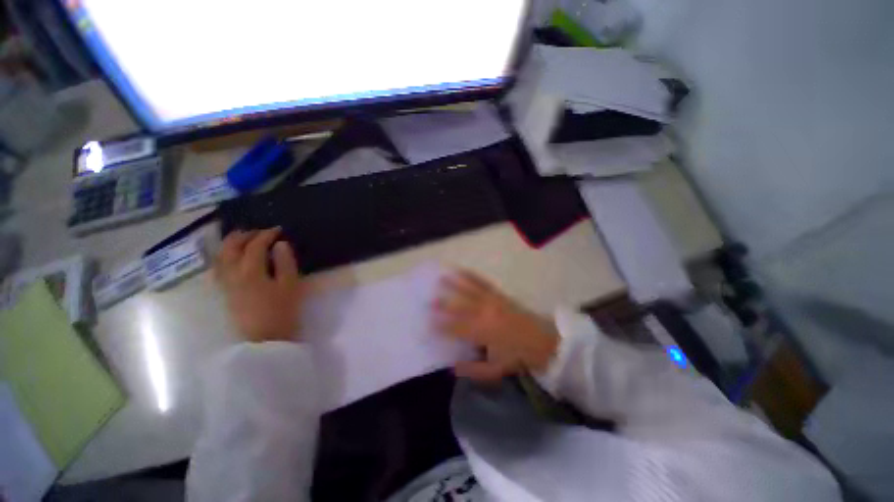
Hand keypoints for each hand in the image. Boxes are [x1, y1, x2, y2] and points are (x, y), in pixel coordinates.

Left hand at [214, 228, 303, 342]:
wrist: (265, 340)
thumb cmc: (282, 312)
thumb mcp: (290, 286)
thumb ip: (286, 263)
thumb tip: (280, 244)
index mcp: (251, 272)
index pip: (255, 246)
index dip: (266, 235)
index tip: (278, 230)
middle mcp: (233, 275)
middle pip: (230, 248)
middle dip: (244, 236)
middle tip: (259, 231)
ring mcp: (226, 284)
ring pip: (220, 257)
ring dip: (230, 244)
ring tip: (243, 239)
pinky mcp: (225, 293)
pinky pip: (219, 268)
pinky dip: (224, 257)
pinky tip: (232, 257)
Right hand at [433, 270, 559, 381]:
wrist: (544, 341)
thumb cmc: (518, 356)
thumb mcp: (495, 370)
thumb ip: (472, 370)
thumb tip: (451, 367)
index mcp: (483, 333)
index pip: (455, 328)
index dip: (440, 326)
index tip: (426, 324)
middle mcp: (485, 313)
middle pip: (459, 307)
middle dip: (442, 304)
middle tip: (427, 301)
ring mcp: (492, 301)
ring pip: (469, 290)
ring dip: (453, 284)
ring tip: (440, 278)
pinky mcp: (499, 294)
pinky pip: (482, 283)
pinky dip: (470, 276)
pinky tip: (461, 270)